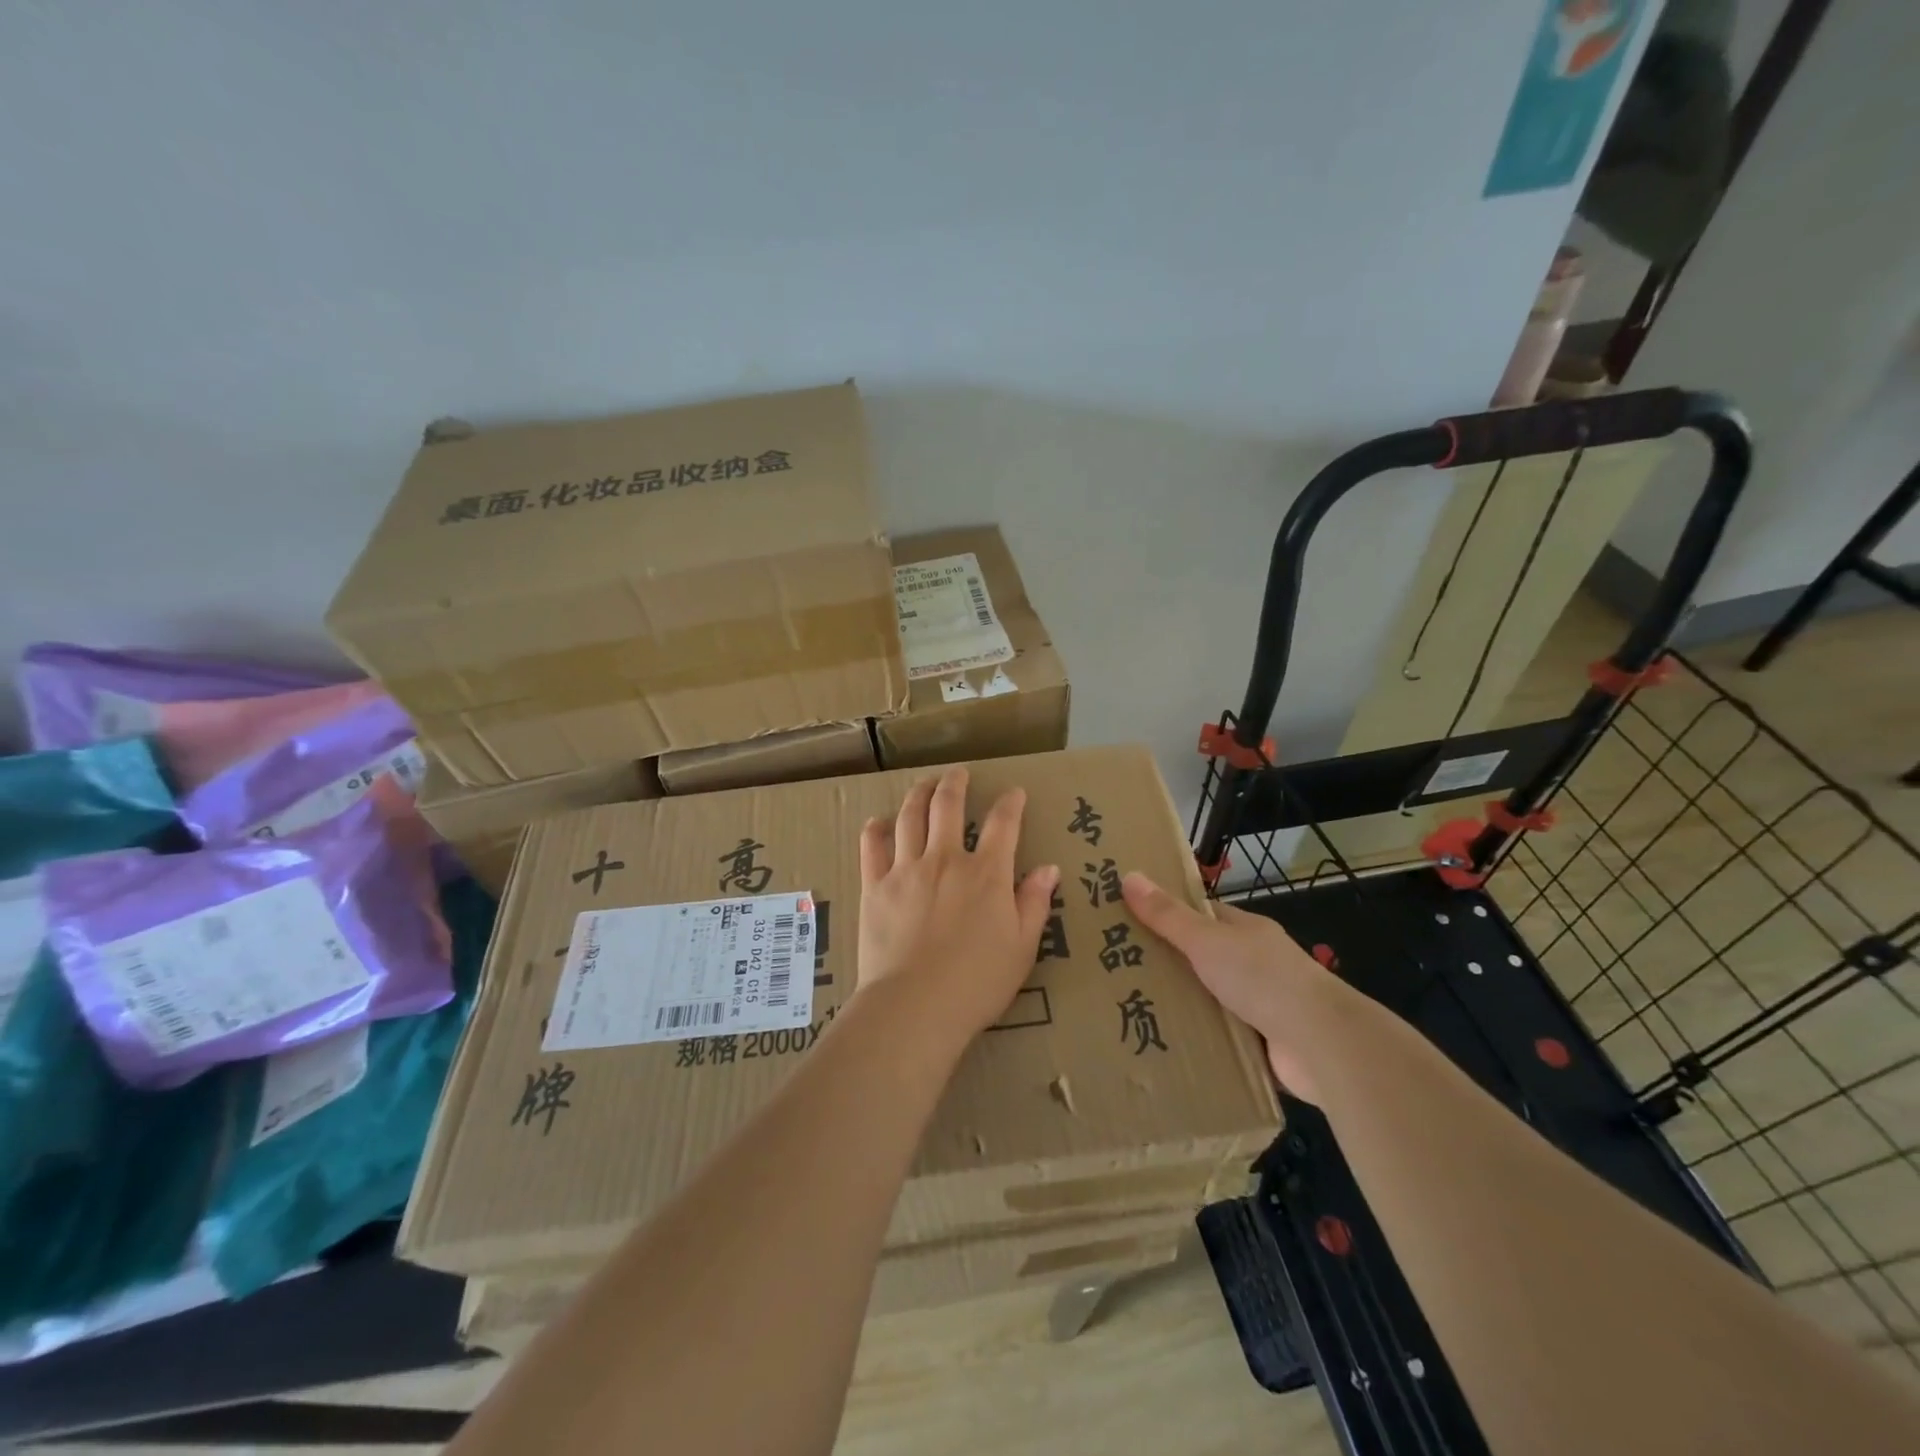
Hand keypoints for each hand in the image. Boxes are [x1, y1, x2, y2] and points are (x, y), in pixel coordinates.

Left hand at [856, 766, 1061, 1046]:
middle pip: (948, 807)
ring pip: (910, 817)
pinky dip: (876, 829)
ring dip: (918, 794)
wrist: (915, 1005)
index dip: (1010, 803)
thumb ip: (1034, 903)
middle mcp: (946, 860)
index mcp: (986, 873)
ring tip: (924, 784)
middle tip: (958, 773)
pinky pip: (872, 847)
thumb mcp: (1022, 947)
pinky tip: (878, 822)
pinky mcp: (875, 887)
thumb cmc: (977, 983)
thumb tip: (1048, 868)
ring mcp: (906, 870)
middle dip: (955, 784)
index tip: (1014, 792)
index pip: (1002, 824)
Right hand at [1122, 871, 1343, 1101]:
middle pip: (1205, 958)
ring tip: (1134, 1009)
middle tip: (1120, 970)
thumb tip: (1128, 875)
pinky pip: (1224, 1036)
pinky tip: (1169, 1045)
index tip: (1130, 920)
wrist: (1322, 1044)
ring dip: (1185, 1006)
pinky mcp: (1265, 1043)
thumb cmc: (1263, 978)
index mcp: (1247, 931)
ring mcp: (1264, 1004)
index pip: (1203, 915)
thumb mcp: (1206, 941)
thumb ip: (1168, 915)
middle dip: (1170, 964)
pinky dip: (1203, 1040)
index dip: (1170, 914)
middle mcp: (1257, 963)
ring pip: (1213, 999)